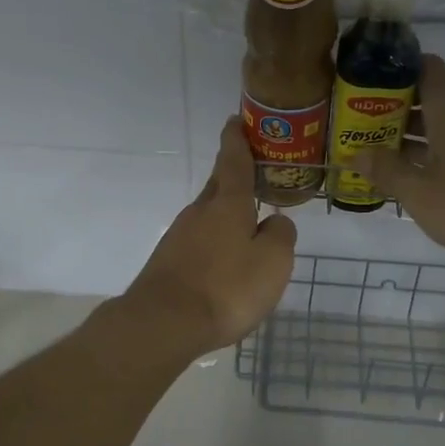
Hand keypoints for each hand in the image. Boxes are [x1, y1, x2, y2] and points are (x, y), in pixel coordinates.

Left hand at [119, 118, 296, 353]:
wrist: (164, 323)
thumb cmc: (226, 288)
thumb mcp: (272, 262)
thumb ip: (280, 236)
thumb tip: (275, 222)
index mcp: (227, 203)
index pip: (233, 161)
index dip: (237, 140)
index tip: (235, 121)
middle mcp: (199, 212)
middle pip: (218, 185)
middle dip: (233, 175)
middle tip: (253, 172)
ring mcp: (179, 236)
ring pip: (208, 214)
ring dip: (226, 213)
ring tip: (248, 225)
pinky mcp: (168, 261)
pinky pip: (199, 240)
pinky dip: (214, 241)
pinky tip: (224, 261)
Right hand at [355, 55, 444, 259]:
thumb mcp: (419, 191)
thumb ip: (385, 170)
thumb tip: (354, 156)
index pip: (419, 65)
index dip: (389, 71)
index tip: (359, 85)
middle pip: (427, 92)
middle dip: (391, 105)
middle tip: (357, 121)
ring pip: (440, 119)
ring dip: (409, 130)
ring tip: (374, 147)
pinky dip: (430, 148)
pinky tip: (409, 171)